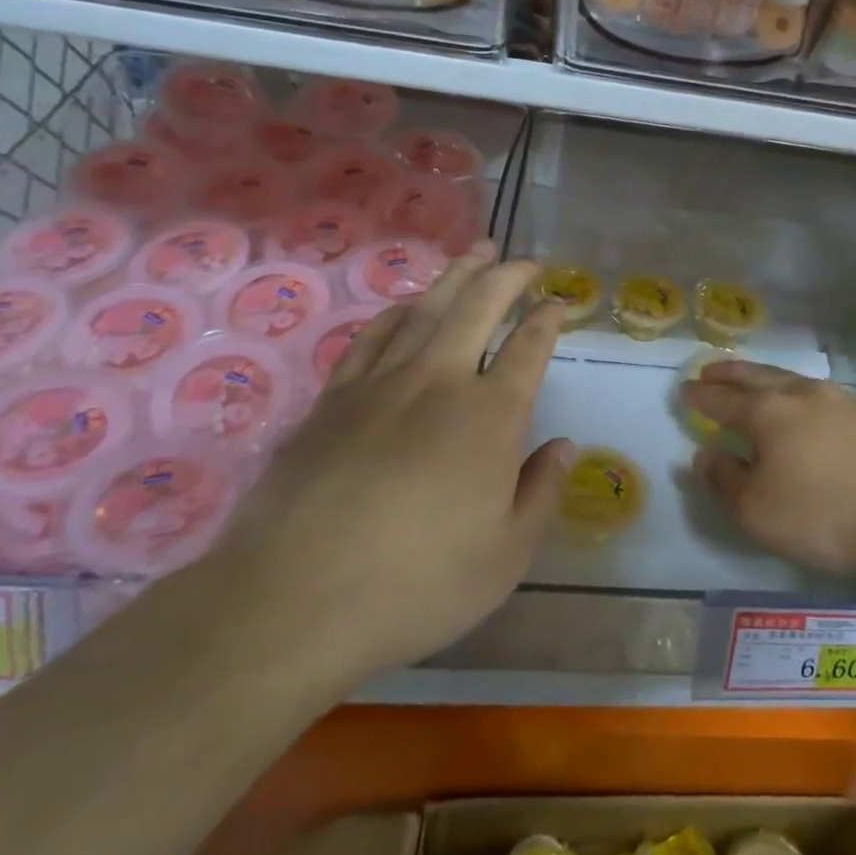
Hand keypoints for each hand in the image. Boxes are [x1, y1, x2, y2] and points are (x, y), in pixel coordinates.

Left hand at [215, 245, 571, 688]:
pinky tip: (407, 305)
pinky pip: (373, 336)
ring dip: (458, 275)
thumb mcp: (506, 556)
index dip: (549, 318)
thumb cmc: (416, 585)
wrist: (292, 602)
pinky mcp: (334, 398)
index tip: (560, 303)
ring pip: (427, 308)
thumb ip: (542, 493)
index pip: (529, 347)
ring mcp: (381, 383)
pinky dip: (399, 311)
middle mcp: (440, 381)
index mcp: (491, 415)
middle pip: (480, 305)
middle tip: (527, 261)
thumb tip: (564, 447)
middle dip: (509, 276)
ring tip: (477, 252)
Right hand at [682, 361, 855, 577]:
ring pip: (791, 379)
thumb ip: (725, 481)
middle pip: (757, 377)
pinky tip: (805, 405)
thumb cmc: (824, 514)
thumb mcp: (758, 513)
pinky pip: (820, 395)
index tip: (685, 390)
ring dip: (765, 377)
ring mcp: (840, 401)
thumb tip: (705, 455)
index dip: (701, 397)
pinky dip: (798, 393)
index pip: (724, 400)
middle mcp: (801, 395)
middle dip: (730, 373)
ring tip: (754, 380)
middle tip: (711, 369)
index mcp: (768, 413)